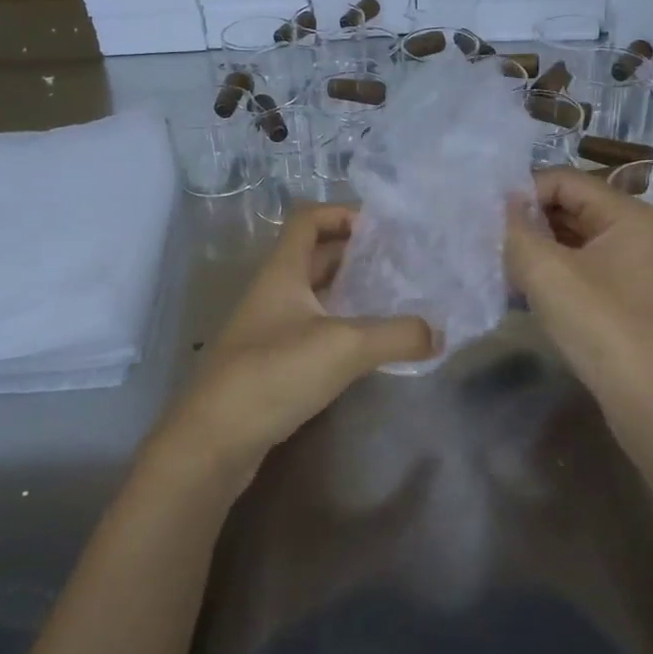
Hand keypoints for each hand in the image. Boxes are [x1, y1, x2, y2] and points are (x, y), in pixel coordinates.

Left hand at [169, 205, 433, 471]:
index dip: (343, 213)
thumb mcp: (345, 346)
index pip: (308, 219)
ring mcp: (269, 329)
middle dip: (355, 254)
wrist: (213, 440)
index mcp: (282, 271)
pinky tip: (367, 347)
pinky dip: (340, 328)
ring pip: (314, 295)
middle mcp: (273, 292)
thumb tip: (438, 333)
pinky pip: (312, 330)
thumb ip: (397, 335)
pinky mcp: (271, 363)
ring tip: (393, 301)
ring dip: (349, 293)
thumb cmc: (274, 373)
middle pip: (314, 255)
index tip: (383, 229)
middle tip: (399, 264)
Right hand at [504, 169, 652, 408]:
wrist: (649, 400)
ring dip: (532, 249)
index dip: (521, 192)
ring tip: (494, 263)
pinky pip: (576, 268)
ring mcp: (628, 266)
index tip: (483, 216)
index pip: (563, 180)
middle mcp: (632, 231)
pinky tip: (516, 289)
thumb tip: (496, 207)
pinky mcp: (620, 296)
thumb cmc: (601, 324)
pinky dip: (547, 272)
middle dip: (525, 221)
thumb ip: (515, 231)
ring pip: (569, 240)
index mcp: (625, 213)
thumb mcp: (547, 272)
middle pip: (568, 207)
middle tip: (482, 238)